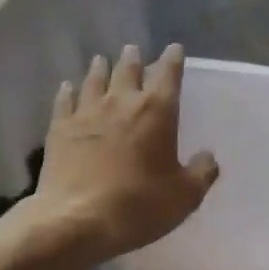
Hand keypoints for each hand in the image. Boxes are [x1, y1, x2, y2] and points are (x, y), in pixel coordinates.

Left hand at [34, 43, 218, 264]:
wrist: (76, 220)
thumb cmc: (138, 206)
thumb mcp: (184, 196)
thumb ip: (202, 172)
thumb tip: (208, 157)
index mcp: (157, 112)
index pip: (168, 74)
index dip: (173, 59)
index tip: (174, 49)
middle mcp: (121, 102)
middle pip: (128, 70)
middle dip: (133, 58)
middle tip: (133, 49)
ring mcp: (86, 113)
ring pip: (95, 80)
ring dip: (101, 68)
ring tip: (102, 60)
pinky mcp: (60, 128)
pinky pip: (64, 100)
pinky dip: (68, 91)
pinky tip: (67, 87)